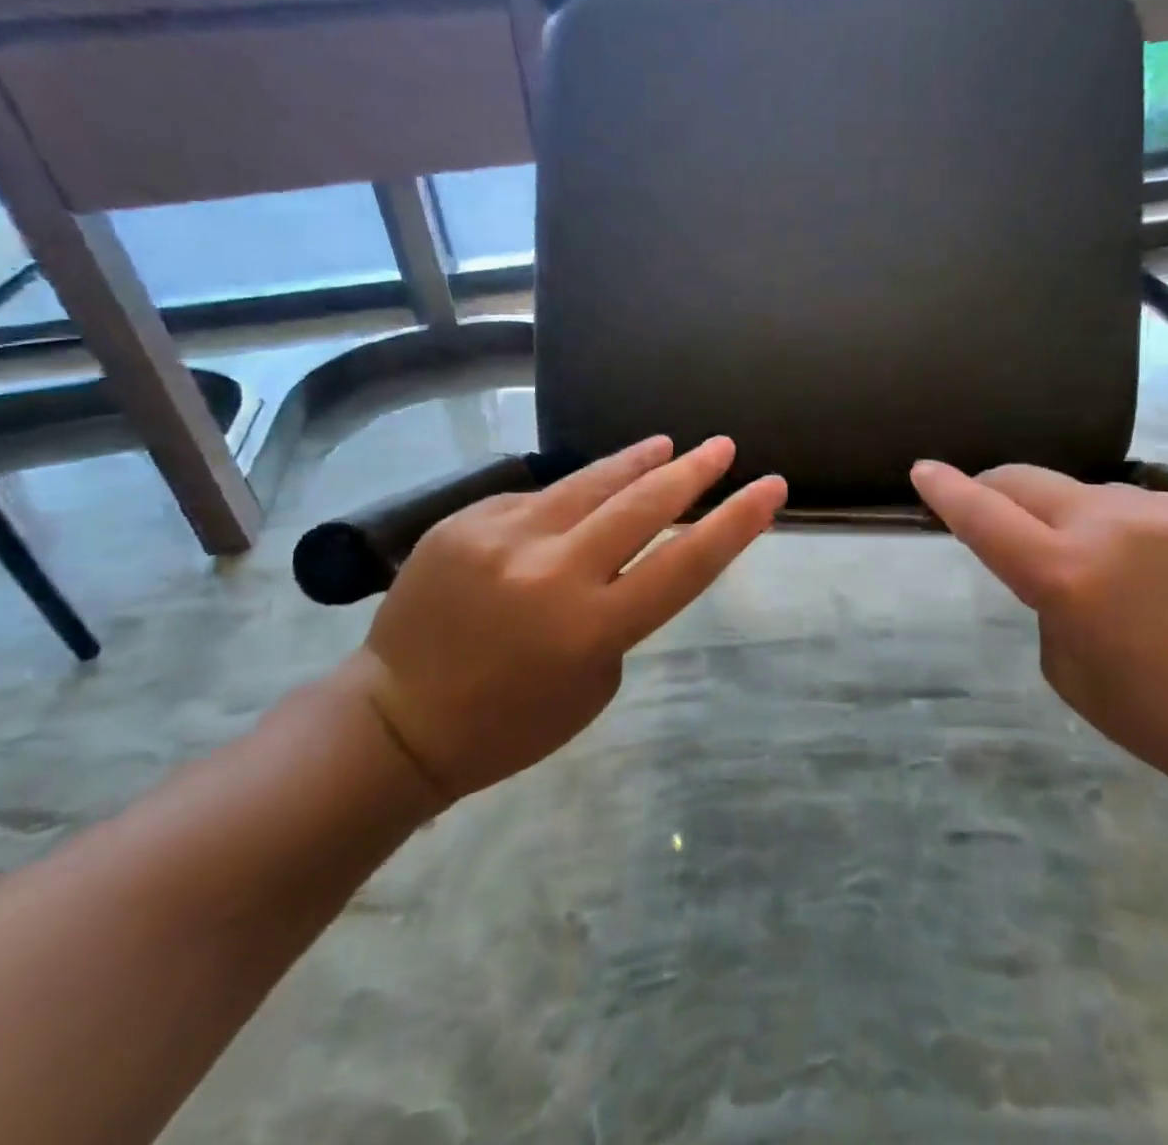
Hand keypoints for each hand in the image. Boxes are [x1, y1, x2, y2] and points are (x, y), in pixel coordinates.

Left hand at [348, 436, 784, 805]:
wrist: (396, 719)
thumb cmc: (509, 722)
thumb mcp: (593, 683)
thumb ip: (619, 612)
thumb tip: (624, 554)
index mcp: (592, 628)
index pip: (685, 563)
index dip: (736, 522)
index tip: (771, 488)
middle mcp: (552, 572)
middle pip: (643, 505)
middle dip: (692, 471)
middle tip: (723, 447)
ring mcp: (504, 538)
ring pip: (589, 483)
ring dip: (636, 462)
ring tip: (667, 444)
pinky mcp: (466, 521)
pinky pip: (535, 500)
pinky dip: (566, 501)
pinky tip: (576, 502)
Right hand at [910, 460, 1167, 811]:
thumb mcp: (1077, 678)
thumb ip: (1050, 608)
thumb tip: (1057, 570)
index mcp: (1068, 576)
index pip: (984, 516)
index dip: (947, 491)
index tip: (922, 471)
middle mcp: (1108, 524)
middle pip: (1025, 480)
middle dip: (994, 489)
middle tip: (990, 512)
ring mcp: (1162, 508)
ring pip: (1082, 493)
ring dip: (1064, 516)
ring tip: (1097, 568)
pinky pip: (1138, 507)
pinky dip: (1121, 529)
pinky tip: (1157, 574)